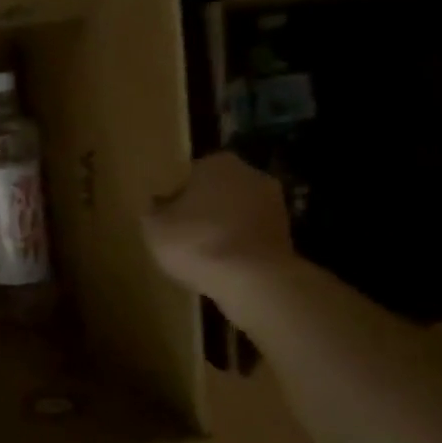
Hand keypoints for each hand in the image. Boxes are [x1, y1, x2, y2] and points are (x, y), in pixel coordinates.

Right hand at [141, 153, 294, 294]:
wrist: (254, 279)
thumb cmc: (197, 241)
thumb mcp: (154, 226)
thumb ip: (153, 210)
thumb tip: (159, 204)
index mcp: (217, 163)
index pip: (190, 174)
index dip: (176, 196)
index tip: (167, 217)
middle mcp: (251, 175)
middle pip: (218, 191)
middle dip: (204, 209)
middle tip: (183, 234)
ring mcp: (275, 204)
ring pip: (237, 213)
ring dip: (223, 228)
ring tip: (203, 253)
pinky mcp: (287, 234)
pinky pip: (251, 235)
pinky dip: (239, 245)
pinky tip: (224, 265)